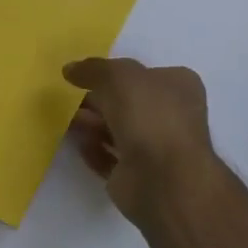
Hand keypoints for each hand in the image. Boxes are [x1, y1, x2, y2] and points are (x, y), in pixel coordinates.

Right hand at [64, 58, 219, 222]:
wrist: (162, 178)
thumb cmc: (148, 115)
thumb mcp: (118, 76)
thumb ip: (93, 69)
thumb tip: (70, 69)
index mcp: (178, 86)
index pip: (145, 74)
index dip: (115, 72)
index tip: (86, 75)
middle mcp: (171, 115)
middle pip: (128, 103)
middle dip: (98, 100)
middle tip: (70, 99)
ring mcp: (156, 148)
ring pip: (118, 130)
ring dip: (92, 124)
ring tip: (68, 121)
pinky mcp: (139, 175)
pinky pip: (110, 158)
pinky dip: (94, 150)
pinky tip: (79, 144)